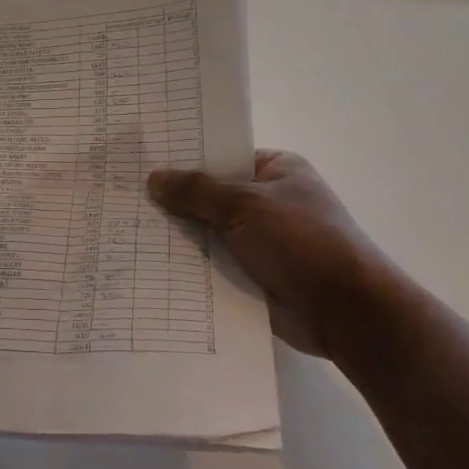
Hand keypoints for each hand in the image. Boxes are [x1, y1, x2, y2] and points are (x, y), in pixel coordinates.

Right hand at [148, 150, 388, 356]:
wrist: (346, 313)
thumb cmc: (302, 241)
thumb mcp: (246, 205)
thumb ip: (197, 191)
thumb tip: (154, 178)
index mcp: (276, 169)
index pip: (222, 155)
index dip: (184, 157)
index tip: (142, 160)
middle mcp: (267, 201)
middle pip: (210, 194)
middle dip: (173, 199)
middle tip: (122, 195)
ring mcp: (259, 240)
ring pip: (207, 231)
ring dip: (177, 235)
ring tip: (124, 228)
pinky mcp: (252, 274)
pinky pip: (212, 263)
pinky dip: (187, 265)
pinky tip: (147, 262)